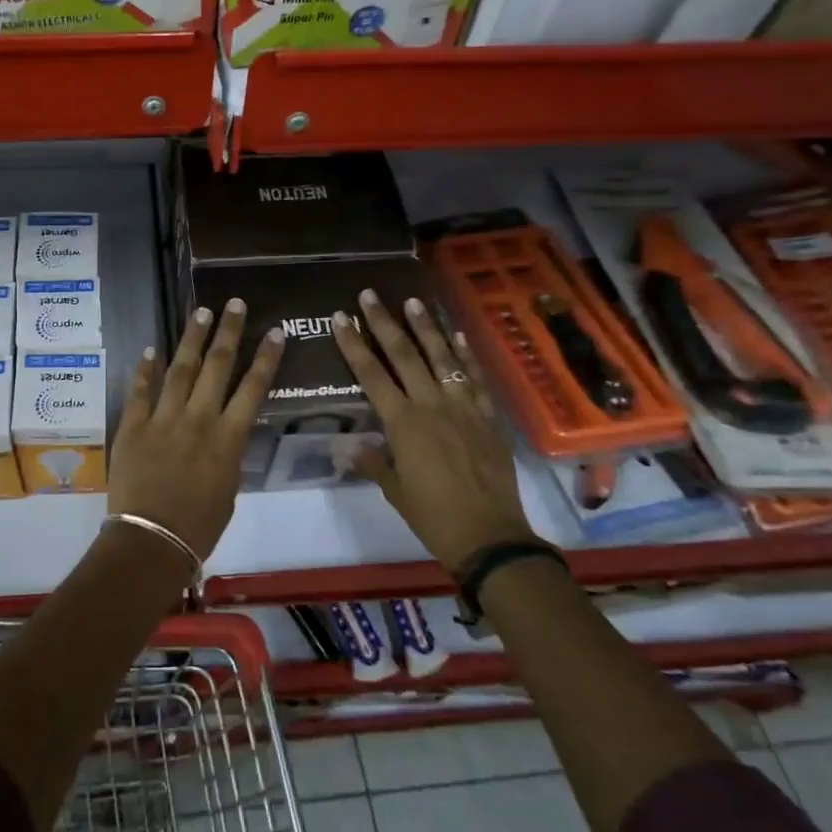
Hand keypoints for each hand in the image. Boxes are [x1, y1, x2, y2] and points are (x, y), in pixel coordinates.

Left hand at [108, 299, 283, 559]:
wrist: (152, 539)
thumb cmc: (199, 526)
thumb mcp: (229, 489)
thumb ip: (228, 453)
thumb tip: (225, 432)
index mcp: (229, 438)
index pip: (253, 388)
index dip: (266, 358)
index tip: (275, 331)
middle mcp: (199, 419)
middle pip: (217, 366)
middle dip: (228, 332)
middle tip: (234, 304)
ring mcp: (163, 418)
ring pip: (181, 369)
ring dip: (192, 339)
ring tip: (201, 313)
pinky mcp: (133, 425)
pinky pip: (140, 391)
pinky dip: (146, 369)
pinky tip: (152, 349)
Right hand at [331, 289, 533, 573]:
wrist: (491, 536)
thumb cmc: (434, 516)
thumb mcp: (395, 491)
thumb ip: (373, 461)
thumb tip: (350, 446)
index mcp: (403, 424)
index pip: (371, 375)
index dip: (353, 345)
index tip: (340, 319)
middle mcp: (431, 406)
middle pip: (404, 355)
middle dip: (384, 323)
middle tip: (370, 295)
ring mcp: (463, 408)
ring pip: (441, 358)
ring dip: (426, 328)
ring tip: (413, 301)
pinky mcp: (488, 417)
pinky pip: (475, 378)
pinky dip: (466, 355)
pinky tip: (457, 335)